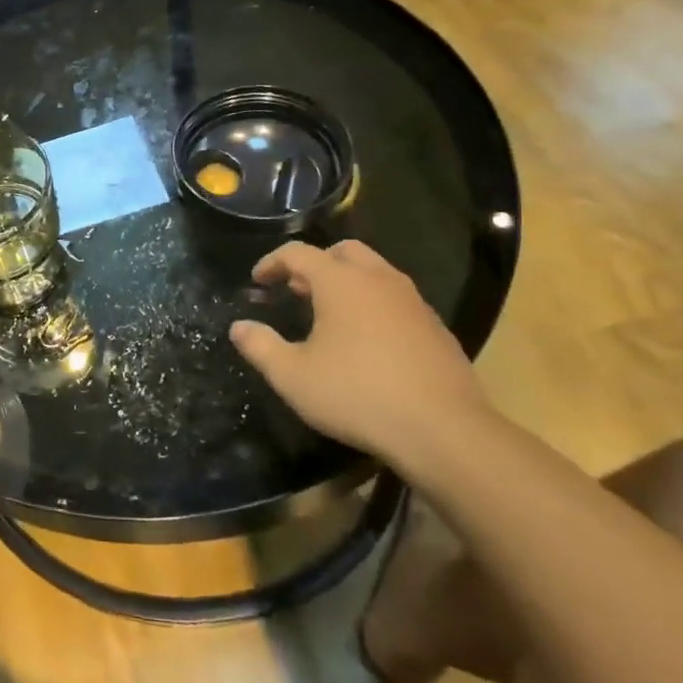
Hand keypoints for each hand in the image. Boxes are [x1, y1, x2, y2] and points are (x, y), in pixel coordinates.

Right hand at [228, 240, 486, 467]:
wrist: (443, 430)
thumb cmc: (357, 395)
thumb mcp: (293, 376)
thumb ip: (260, 346)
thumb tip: (238, 327)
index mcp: (341, 282)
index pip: (298, 253)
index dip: (272, 262)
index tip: (257, 281)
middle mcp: (378, 280)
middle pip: (343, 251)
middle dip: (315, 264)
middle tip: (296, 289)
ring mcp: (413, 302)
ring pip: (375, 272)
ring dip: (347, 282)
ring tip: (328, 313)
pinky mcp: (435, 327)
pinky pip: (396, 299)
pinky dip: (373, 304)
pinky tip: (366, 340)